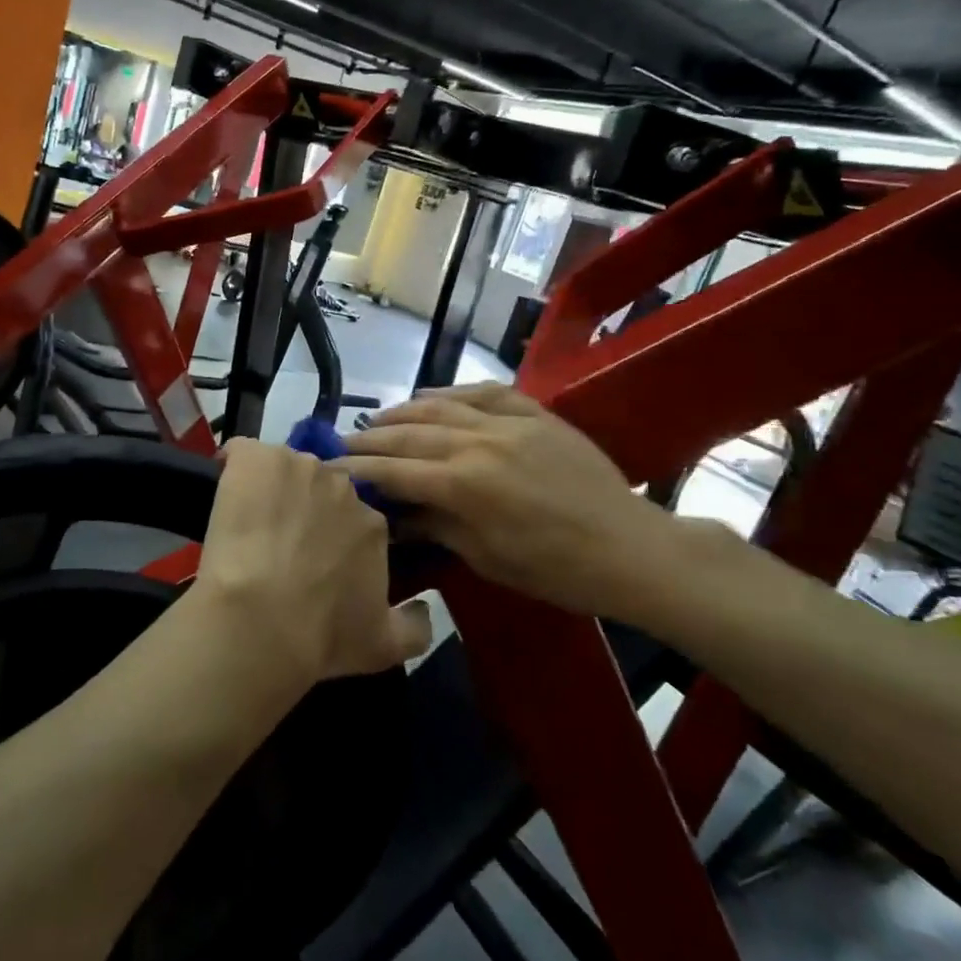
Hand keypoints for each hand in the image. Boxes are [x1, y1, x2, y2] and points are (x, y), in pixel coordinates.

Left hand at [191, 438, 431, 686]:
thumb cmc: (322, 635)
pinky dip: (234, 466)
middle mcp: (341, 486)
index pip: (353, 517)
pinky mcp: (255, 459)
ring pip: (284, 469)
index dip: (331, 535)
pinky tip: (225, 493)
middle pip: (320, 488)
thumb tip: (424, 608)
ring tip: (248, 524)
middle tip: (279, 543)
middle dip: (304, 508)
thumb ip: (414, 626)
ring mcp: (297, 466)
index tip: (312, 558)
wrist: (262, 618)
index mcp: (371, 524)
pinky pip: (243, 453)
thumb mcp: (384, 646)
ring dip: (270, 488)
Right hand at [338, 384, 679, 617]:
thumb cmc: (556, 570)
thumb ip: (435, 526)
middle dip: (370, 439)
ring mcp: (508, 422)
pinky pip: (485, 392)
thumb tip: (393, 515)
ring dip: (403, 411)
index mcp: (464, 485)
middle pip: (409, 433)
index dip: (358, 469)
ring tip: (378, 420)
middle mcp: (478, 443)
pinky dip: (453, 391)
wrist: (630, 549)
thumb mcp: (486, 558)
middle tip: (342, 443)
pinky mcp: (535, 414)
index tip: (330, 468)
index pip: (394, 471)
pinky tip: (432, 395)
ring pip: (441, 405)